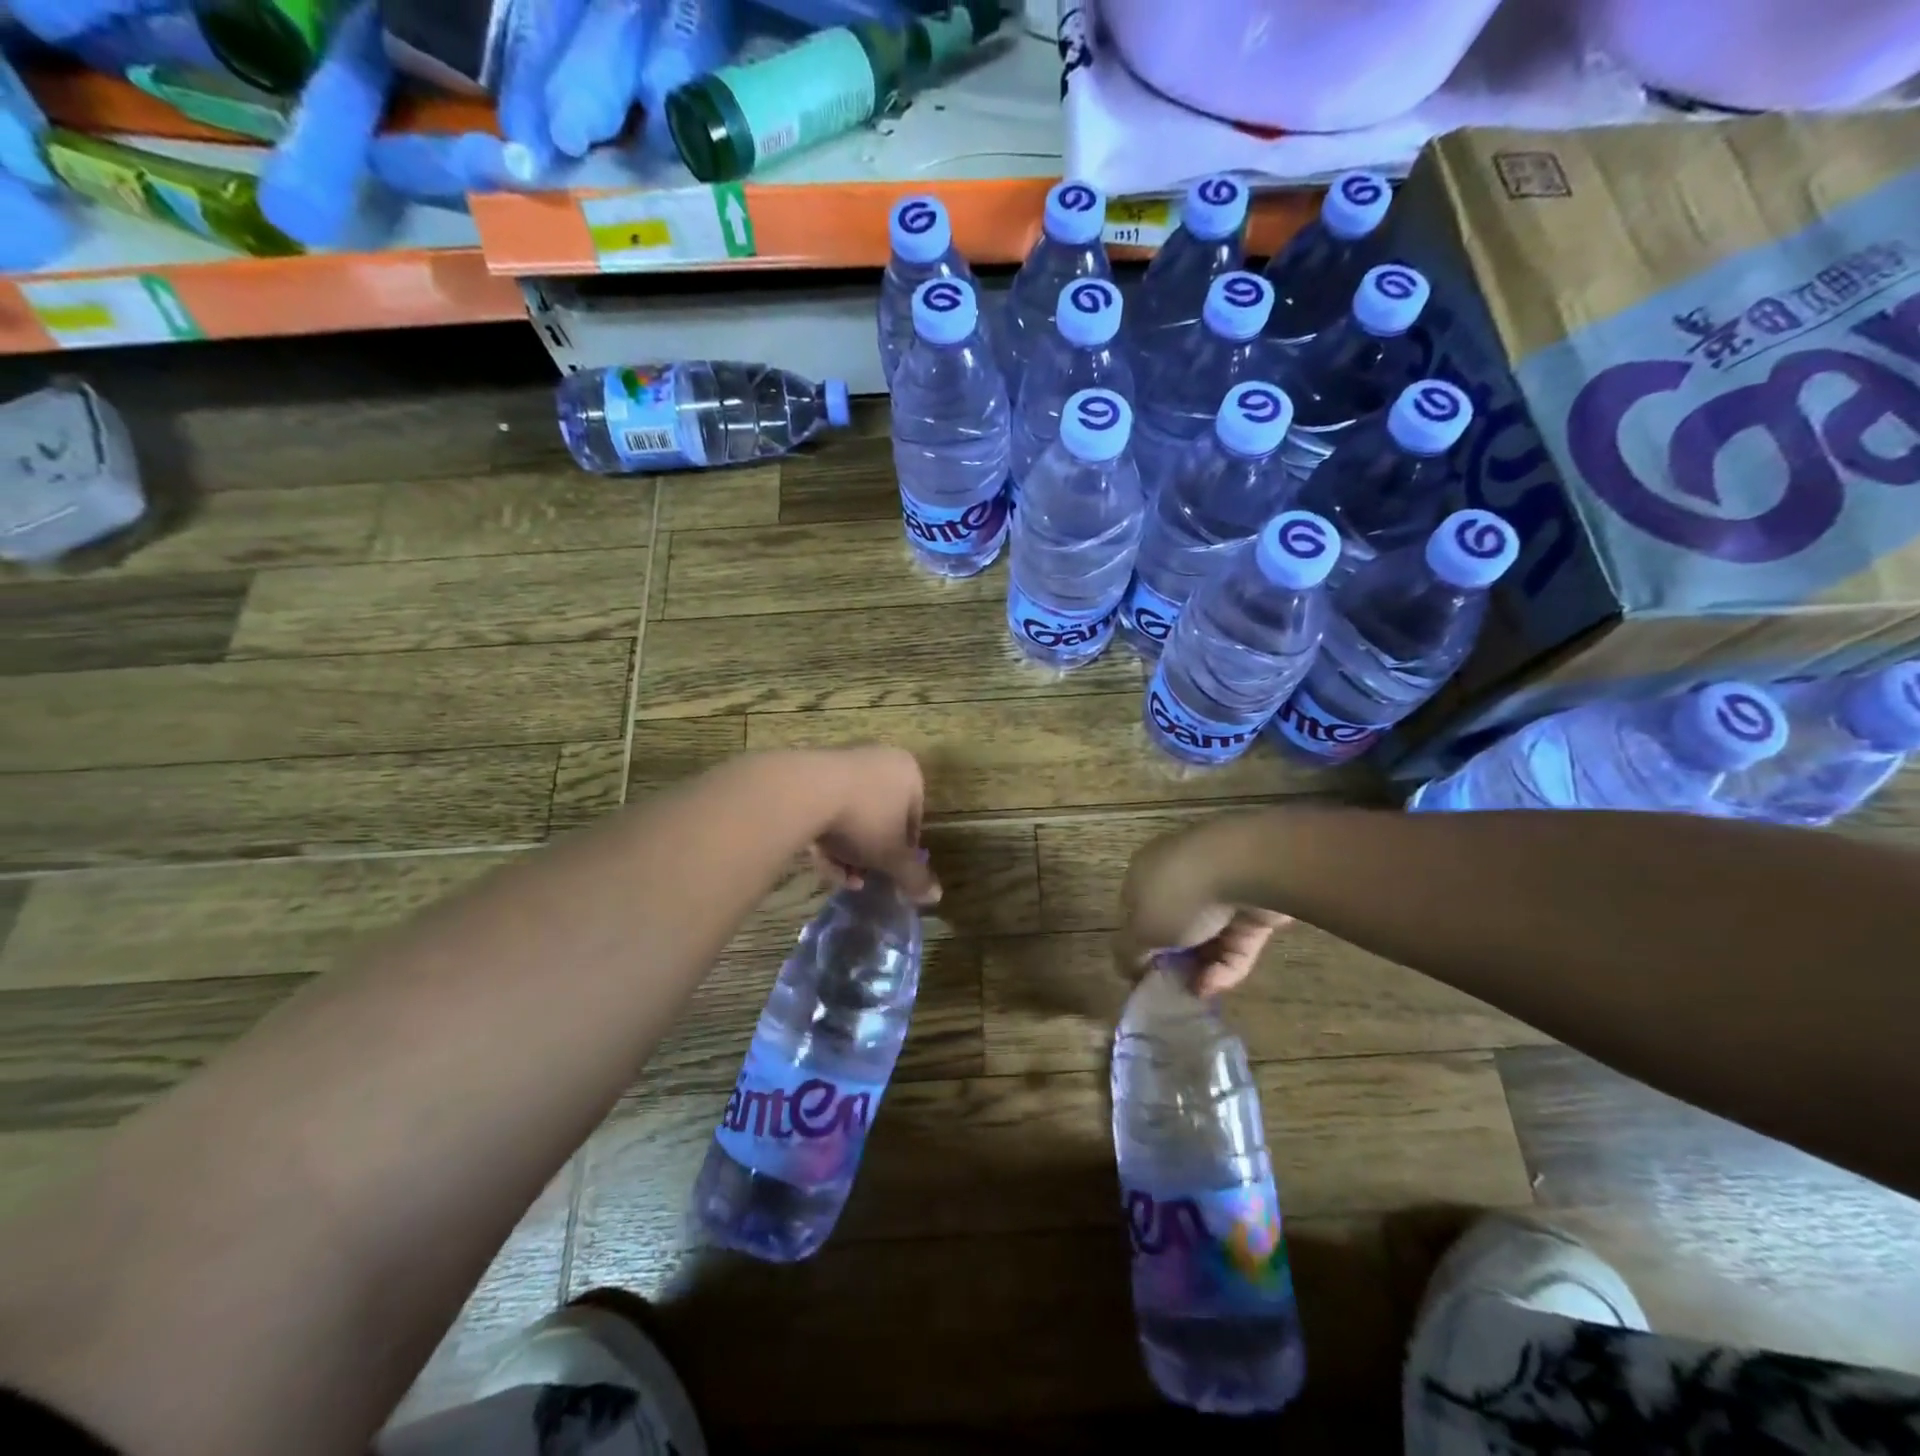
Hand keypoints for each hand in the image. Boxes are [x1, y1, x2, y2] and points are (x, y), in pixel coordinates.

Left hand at [804, 746, 941, 905]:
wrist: (805, 792)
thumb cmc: (864, 819)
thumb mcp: (893, 856)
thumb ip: (915, 877)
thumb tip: (936, 896)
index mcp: (908, 773)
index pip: (913, 819)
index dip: (903, 852)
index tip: (890, 873)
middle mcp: (879, 761)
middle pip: (880, 819)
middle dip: (870, 855)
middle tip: (862, 879)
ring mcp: (843, 764)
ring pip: (851, 818)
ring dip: (847, 852)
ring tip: (841, 878)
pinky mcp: (812, 774)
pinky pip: (827, 809)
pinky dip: (826, 836)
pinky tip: (820, 860)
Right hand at [1119, 816, 1288, 995]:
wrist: (1246, 869)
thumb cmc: (1179, 895)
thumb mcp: (1141, 930)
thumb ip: (1129, 952)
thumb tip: (1128, 968)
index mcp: (1144, 872)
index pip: (1135, 910)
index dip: (1137, 944)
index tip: (1143, 975)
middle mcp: (1179, 876)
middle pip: (1172, 924)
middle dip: (1172, 959)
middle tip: (1172, 988)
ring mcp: (1219, 891)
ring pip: (1206, 937)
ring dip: (1199, 968)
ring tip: (1196, 994)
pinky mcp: (1251, 908)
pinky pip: (1234, 942)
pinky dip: (1224, 966)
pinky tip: (1213, 986)